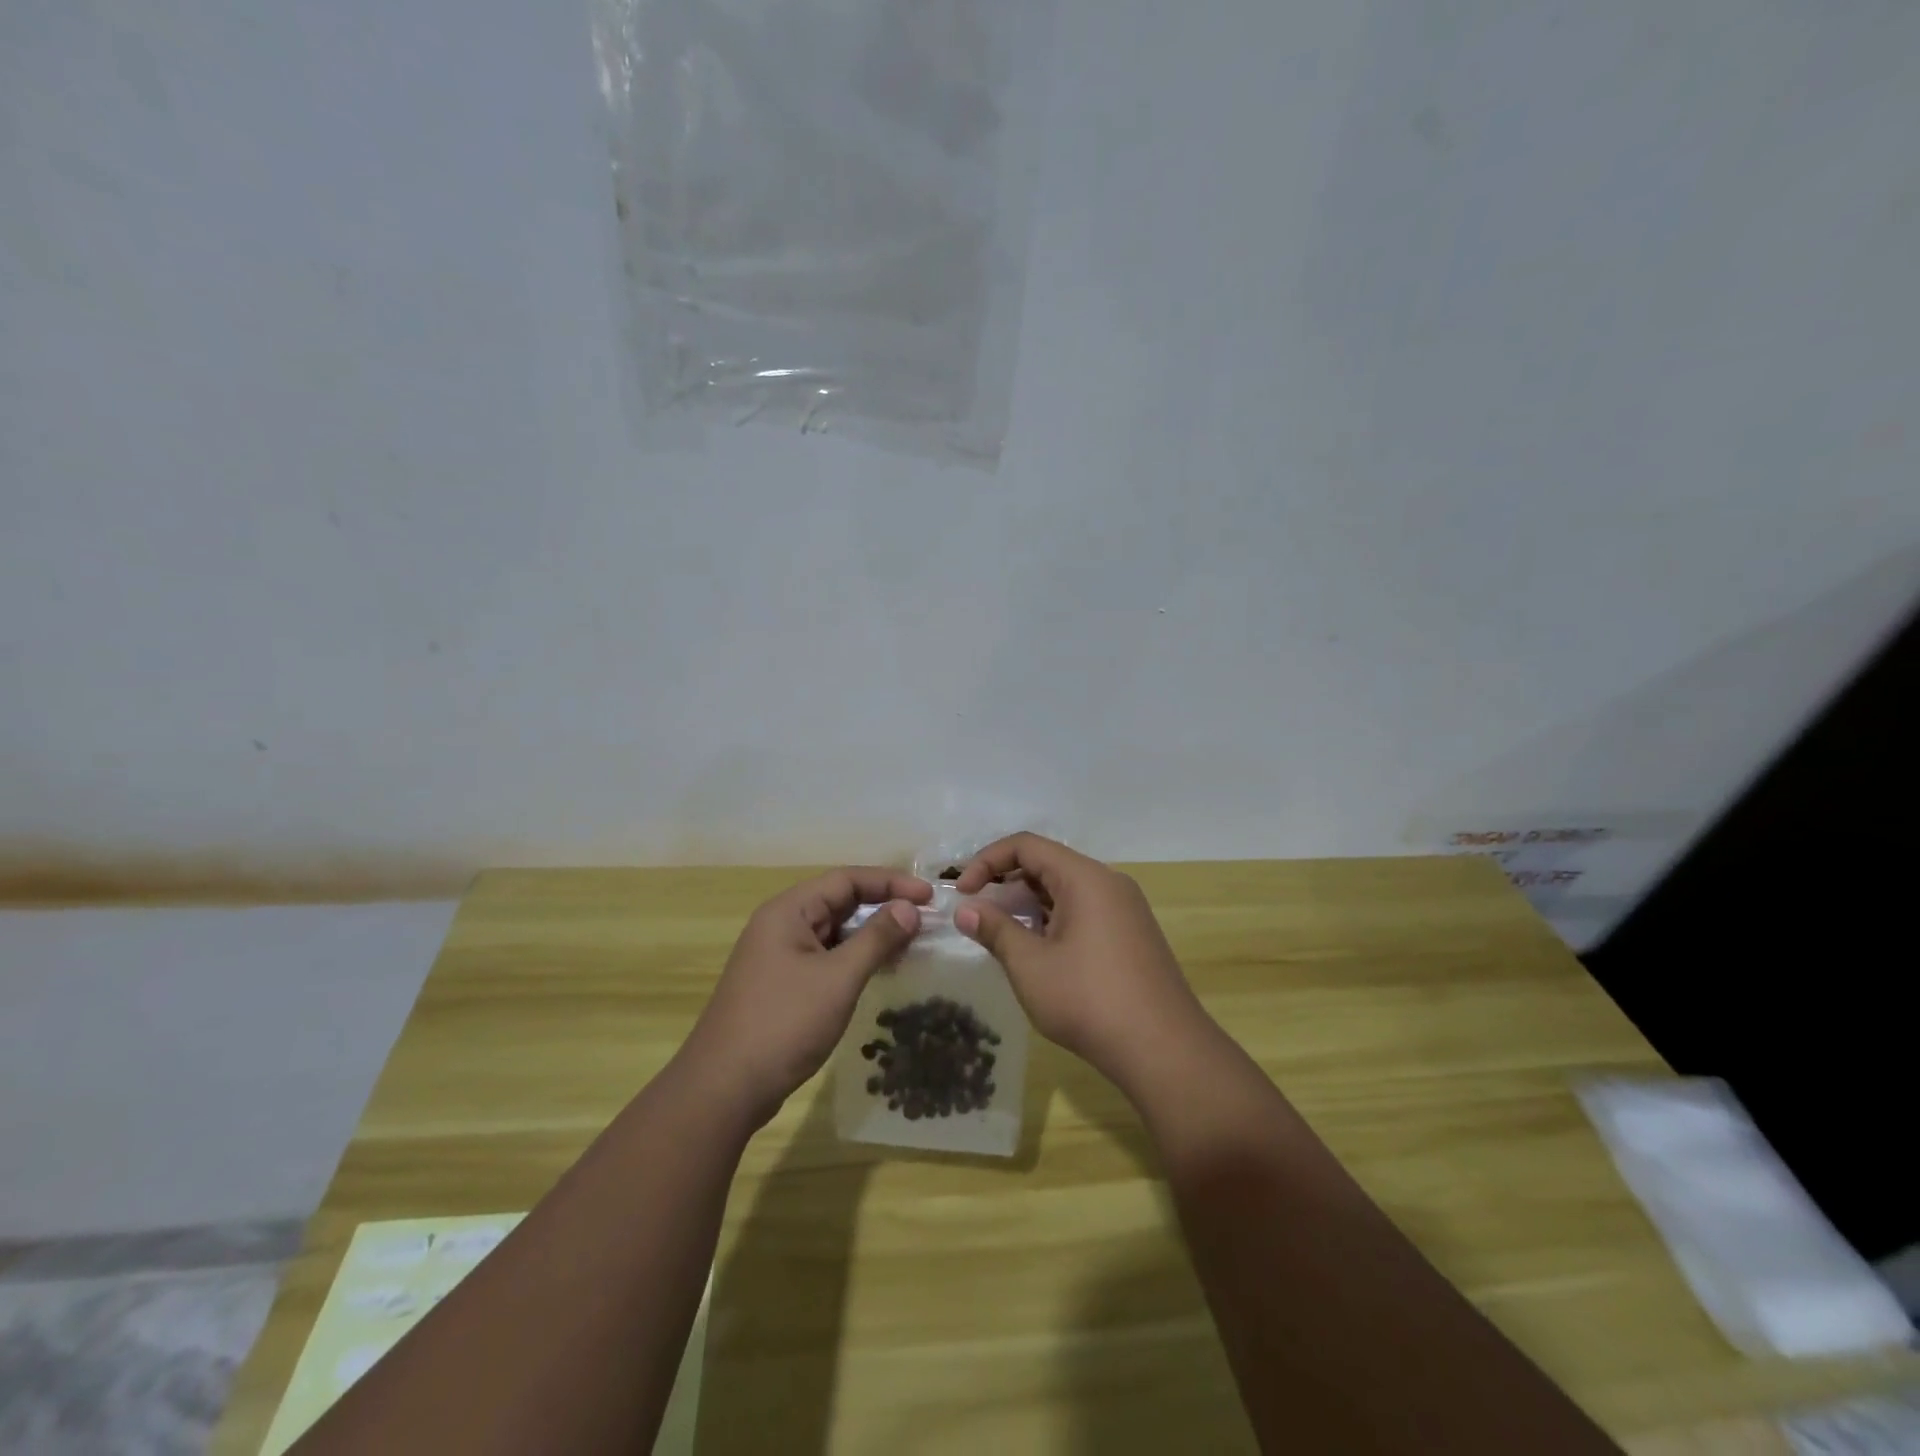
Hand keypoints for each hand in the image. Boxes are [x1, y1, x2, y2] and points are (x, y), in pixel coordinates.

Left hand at [682, 867, 932, 1127]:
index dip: (891, 882)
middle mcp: (781, 925)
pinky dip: (856, 958)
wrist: (723, 1089)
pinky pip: (827, 957)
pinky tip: (881, 971)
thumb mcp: (837, 978)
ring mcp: (780, 956)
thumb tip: (911, 908)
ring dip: (872, 934)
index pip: (847, 880)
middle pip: (840, 902)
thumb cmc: (783, 1024)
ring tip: (912, 944)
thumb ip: (876, 939)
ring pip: (835, 931)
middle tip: (926, 919)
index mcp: (788, 911)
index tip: (930, 895)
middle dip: (884, 907)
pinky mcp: (783, 984)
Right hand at [952, 833, 1212, 1091]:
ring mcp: (1125, 909)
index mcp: (1085, 877)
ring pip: (1066, 889)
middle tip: (977, 912)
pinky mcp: (1132, 934)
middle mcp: (1109, 882)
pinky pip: (1084, 910)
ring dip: (1029, 904)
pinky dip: (1053, 919)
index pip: (1027, 845)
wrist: (1164, 1050)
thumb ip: (995, 930)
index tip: (962, 893)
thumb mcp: (1031, 965)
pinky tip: (1038, 951)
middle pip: (1048, 863)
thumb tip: (965, 910)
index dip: (987, 861)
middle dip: (1006, 882)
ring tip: (1002, 934)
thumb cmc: (1089, 1000)